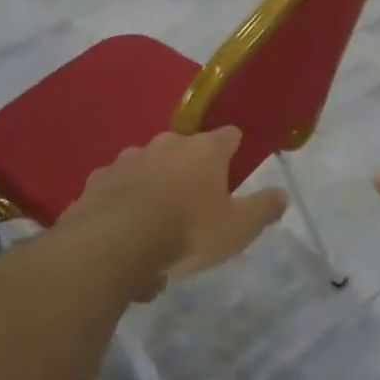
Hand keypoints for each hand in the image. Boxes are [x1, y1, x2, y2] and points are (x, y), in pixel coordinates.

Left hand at [66, 127, 286, 296]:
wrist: (114, 244)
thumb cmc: (187, 232)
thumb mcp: (237, 229)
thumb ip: (263, 209)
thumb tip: (282, 194)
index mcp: (204, 150)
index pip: (229, 135)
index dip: (234, 151)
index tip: (234, 170)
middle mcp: (166, 144)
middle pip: (185, 149)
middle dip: (190, 170)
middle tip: (194, 207)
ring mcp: (127, 159)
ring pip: (148, 166)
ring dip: (154, 185)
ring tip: (155, 225)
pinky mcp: (97, 179)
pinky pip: (117, 186)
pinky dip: (123, 201)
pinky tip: (125, 231)